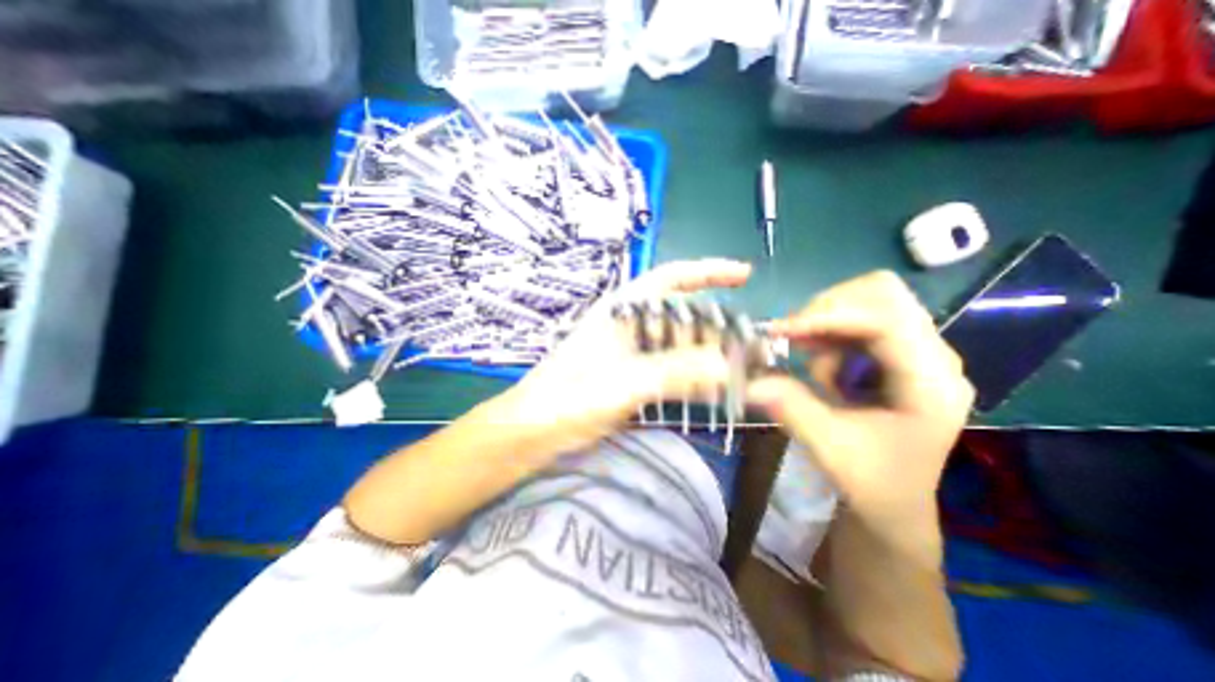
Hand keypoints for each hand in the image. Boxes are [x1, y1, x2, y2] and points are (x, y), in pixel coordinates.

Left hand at [495, 257, 751, 456]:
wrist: (532, 432)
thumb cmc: (567, 399)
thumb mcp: (621, 382)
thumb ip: (672, 371)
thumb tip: (726, 365)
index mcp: (622, 310)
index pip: (670, 278)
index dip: (708, 272)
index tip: (743, 274)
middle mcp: (629, 325)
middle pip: (681, 316)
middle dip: (716, 327)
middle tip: (750, 346)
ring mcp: (631, 353)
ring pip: (679, 345)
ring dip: (707, 355)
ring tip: (740, 369)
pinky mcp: (631, 377)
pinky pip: (671, 369)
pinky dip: (693, 375)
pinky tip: (713, 387)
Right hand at [746, 272, 975, 520]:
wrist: (895, 502)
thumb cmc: (873, 483)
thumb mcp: (829, 448)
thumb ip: (791, 406)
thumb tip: (749, 377)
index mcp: (931, 382)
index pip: (885, 318)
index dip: (828, 316)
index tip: (780, 332)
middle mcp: (933, 355)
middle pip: (881, 292)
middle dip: (826, 310)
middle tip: (793, 338)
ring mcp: (916, 351)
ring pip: (866, 300)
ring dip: (825, 323)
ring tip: (807, 360)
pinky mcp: (896, 353)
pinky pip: (857, 320)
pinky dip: (827, 333)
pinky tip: (819, 364)